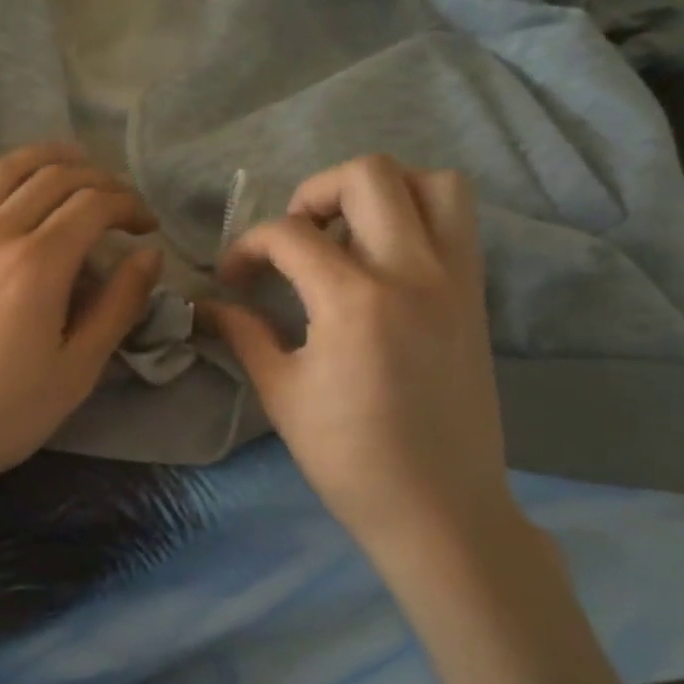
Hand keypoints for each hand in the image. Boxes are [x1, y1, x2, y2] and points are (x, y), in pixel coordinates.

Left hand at [0, 143, 162, 504]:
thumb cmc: (2, 415)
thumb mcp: (77, 370)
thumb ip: (118, 306)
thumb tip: (149, 256)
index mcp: (37, 265)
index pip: (93, 205)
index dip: (129, 206)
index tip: (147, 228)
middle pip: (53, 178)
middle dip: (98, 179)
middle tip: (121, 203)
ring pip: (3, 170)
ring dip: (45, 159)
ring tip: (73, 167)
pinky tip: (8, 184)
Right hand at [204, 155, 524, 574]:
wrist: (439, 508)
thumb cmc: (348, 458)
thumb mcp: (282, 394)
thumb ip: (244, 334)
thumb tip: (206, 306)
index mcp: (354, 301)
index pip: (289, 235)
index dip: (248, 247)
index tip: (234, 278)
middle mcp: (412, 273)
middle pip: (368, 175)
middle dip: (314, 192)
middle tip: (295, 237)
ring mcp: (454, 280)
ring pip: (432, 182)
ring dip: (381, 191)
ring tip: (348, 233)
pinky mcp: (476, 296)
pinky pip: (459, 222)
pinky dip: (419, 214)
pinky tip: (385, 258)